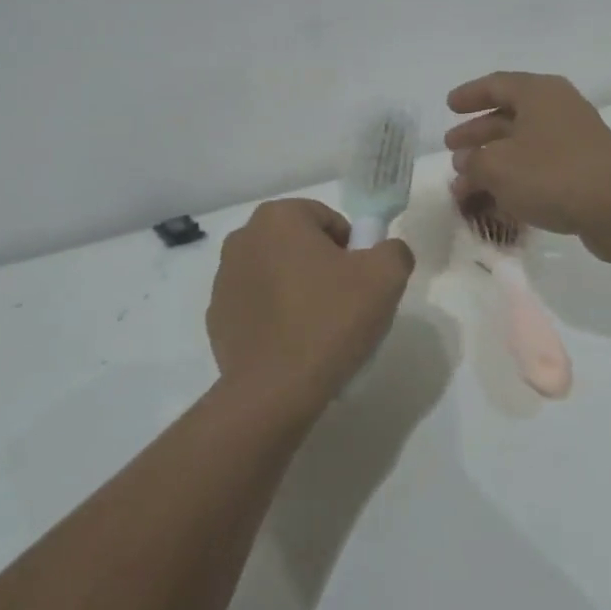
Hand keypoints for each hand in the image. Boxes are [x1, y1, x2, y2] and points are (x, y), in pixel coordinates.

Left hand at [206, 199, 414, 416]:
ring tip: (318, 330)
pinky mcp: (216, 317)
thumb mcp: (385, 277)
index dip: (352, 249)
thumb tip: (385, 252)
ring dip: (297, 290)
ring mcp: (223, 279)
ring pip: (277, 274)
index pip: (329, 220)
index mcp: (278, 217)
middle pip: (300, 244)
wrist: (274, 392)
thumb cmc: (329, 321)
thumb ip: (393, 251)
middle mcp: (243, 238)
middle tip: (344, 305)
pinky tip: (292, 345)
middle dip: (323, 267)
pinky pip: (257, 306)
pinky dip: (275, 317)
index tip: (360, 283)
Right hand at [445, 71, 610, 262]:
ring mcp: (573, 141)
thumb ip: (473, 164)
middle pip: (508, 116)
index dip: (470, 95)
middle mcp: (557, 110)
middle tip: (452, 149)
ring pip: (522, 146)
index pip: (496, 85)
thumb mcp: (498, 167)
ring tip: (465, 183)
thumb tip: (466, 164)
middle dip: (478, 135)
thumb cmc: (553, 174)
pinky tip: (495, 202)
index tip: (450, 106)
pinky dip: (515, 181)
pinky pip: (539, 169)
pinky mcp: (583, 172)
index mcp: (538, 93)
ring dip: (493, 163)